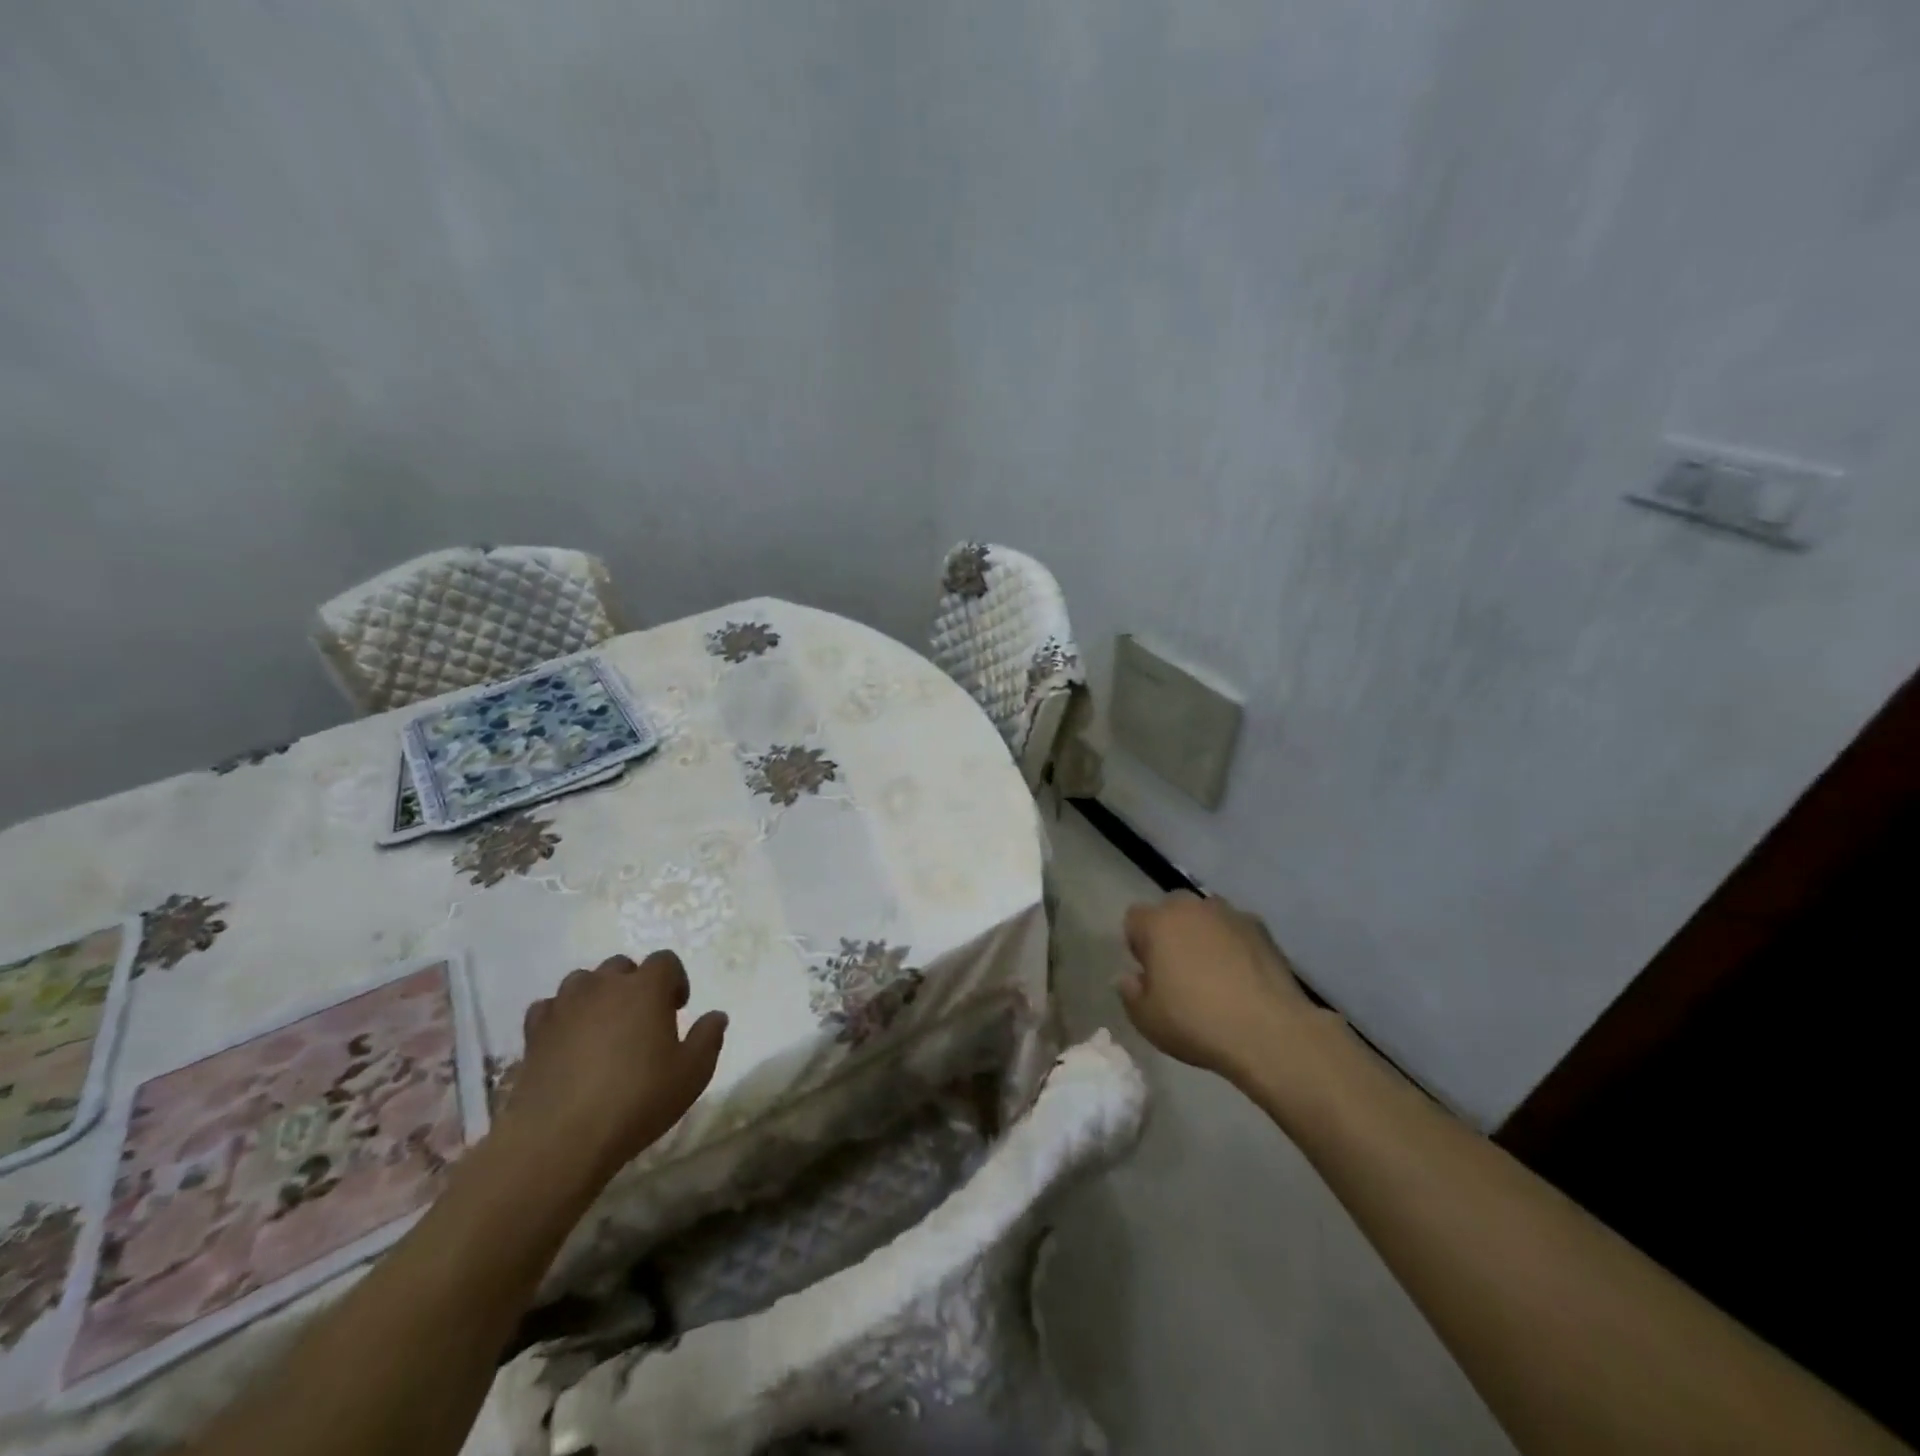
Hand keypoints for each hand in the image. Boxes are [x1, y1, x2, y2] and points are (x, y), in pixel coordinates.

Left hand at [503, 952, 727, 1182]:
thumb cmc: (636, 1100)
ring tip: (603, 1028)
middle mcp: (603, 986)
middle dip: (634, 984)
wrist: (559, 1139)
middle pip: (621, 966)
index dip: (675, 980)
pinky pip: (549, 1009)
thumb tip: (716, 1016)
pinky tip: (566, 1042)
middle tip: (641, 1019)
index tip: (677, 1009)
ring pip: (582, 982)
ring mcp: (563, 1007)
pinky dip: (560, 1017)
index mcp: (646, 988)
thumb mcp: (692, 1074)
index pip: (665, 961)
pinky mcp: (533, 1034)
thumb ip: (708, 1038)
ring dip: (596, 996)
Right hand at [1117, 891, 1319, 1077]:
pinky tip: (1241, 977)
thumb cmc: (1196, 1022)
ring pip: (1206, 916)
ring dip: (1203, 934)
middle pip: (1171, 909)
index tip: (1148, 972)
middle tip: (1178, 970)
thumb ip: (1130, 993)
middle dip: (1170, 931)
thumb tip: (1130, 977)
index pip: (1134, 918)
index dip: (1137, 944)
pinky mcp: (1262, 930)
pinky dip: (1234, 945)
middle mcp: (1192, 908)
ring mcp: (1230, 915)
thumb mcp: (1147, 1020)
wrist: (1268, 1032)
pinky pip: (1236, 930)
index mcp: (1158, 923)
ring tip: (1213, 972)